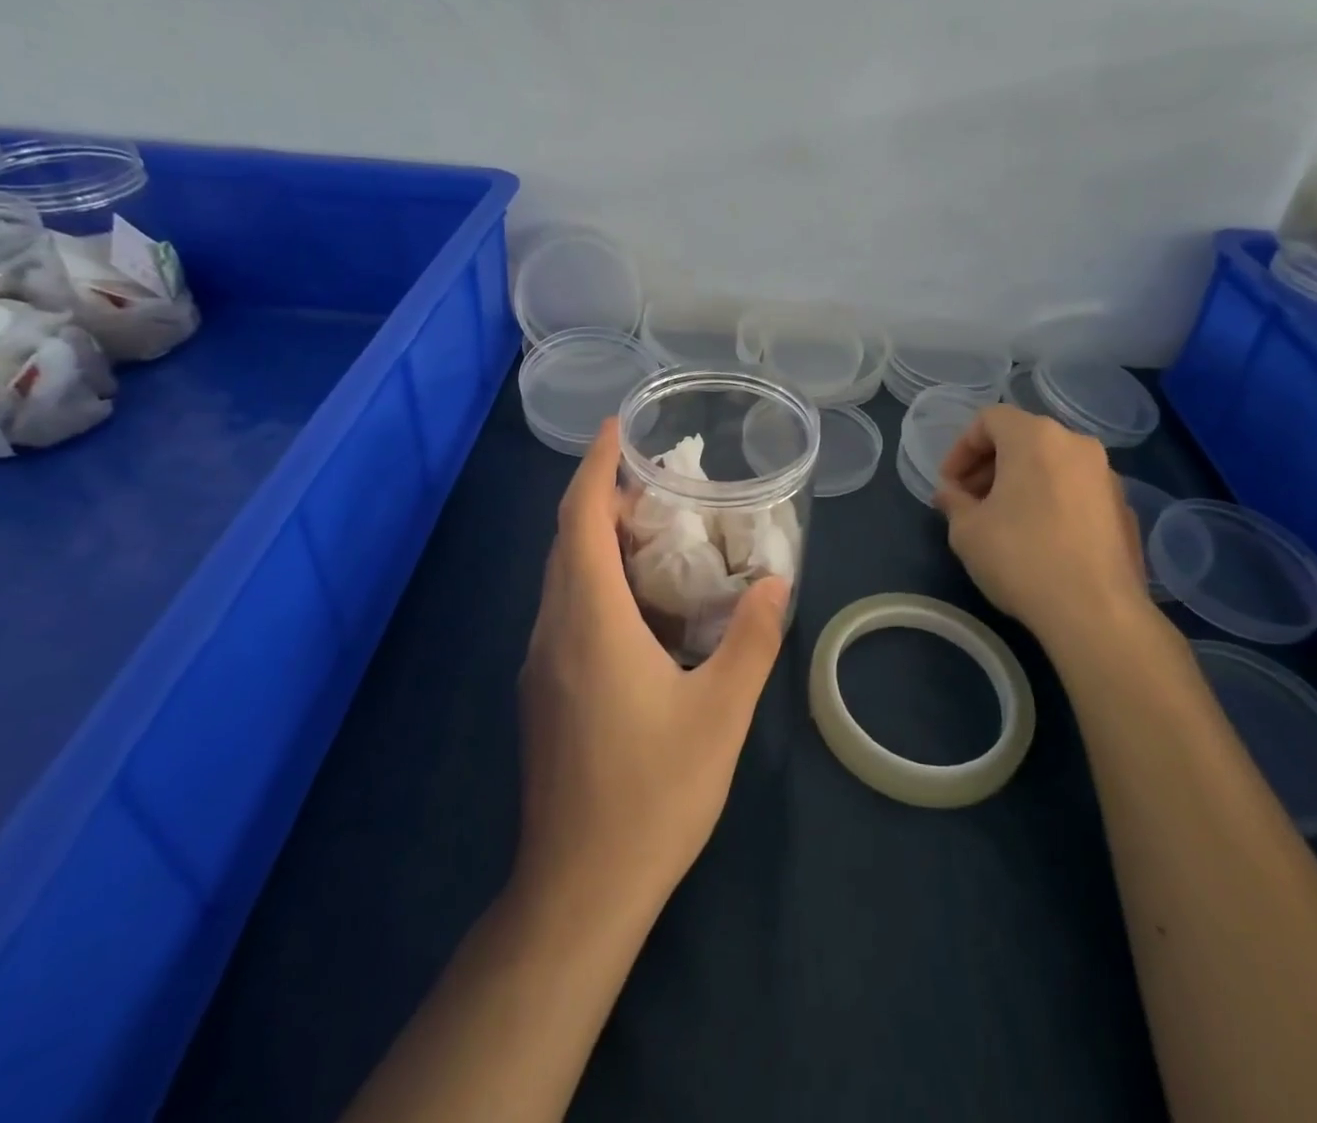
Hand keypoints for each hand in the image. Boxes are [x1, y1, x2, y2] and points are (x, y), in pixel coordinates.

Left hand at [515, 419, 789, 918]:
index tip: (616, 428)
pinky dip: (592, 580)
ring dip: (594, 540)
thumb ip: (752, 639)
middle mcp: (553, 630)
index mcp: (589, 620)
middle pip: (566, 541)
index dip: (595, 467)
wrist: (579, 889)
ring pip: (561, 577)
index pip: (580, 519)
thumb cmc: (653, 793)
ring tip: (651, 531)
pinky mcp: (542, 693)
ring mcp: (540, 664)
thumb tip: (776, 582)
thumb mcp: (721, 712)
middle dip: (600, 498)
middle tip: (655, 482)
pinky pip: (563, 610)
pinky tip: (636, 605)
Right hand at [934, 405, 1149, 642]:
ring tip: (1001, 521)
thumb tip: (950, 493)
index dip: (960, 448)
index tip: (948, 485)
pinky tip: (1039, 539)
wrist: (1097, 612)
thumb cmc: (1021, 558)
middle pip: (1023, 438)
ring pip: (1051, 463)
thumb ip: (954, 501)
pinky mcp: (1124, 508)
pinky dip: (1050, 499)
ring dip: (1020, 482)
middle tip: (969, 501)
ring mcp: (1107, 476)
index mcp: (1036, 438)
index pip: (989, 419)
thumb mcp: (967, 530)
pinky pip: (1075, 489)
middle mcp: (1076, 444)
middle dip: (989, 465)